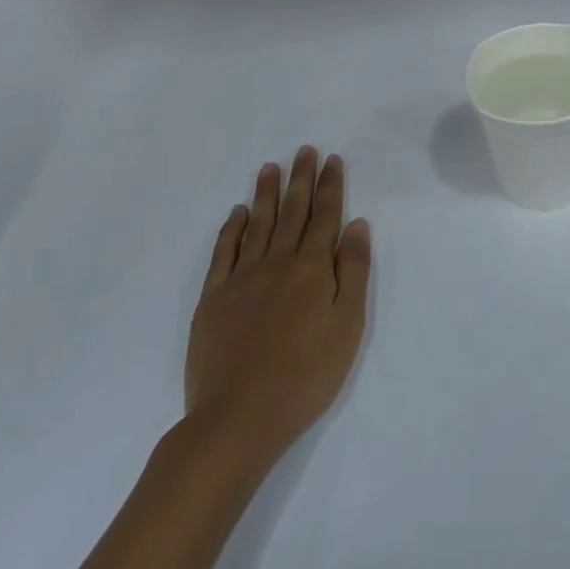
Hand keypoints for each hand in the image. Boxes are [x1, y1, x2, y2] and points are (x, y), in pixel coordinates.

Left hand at [183, 147, 370, 467]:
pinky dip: (231, 228)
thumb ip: (353, 270)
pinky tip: (237, 213)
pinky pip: (224, 252)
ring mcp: (241, 279)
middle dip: (301, 179)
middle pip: (292, 212)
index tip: (332, 159)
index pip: (325, 216)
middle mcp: (277, 263)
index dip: (330, 186)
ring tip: (270, 167)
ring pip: (257, 224)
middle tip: (304, 150)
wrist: (239, 417)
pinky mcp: (213, 299)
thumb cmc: (306, 375)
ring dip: (266, 194)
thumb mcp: (348, 325)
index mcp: (312, 268)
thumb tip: (356, 224)